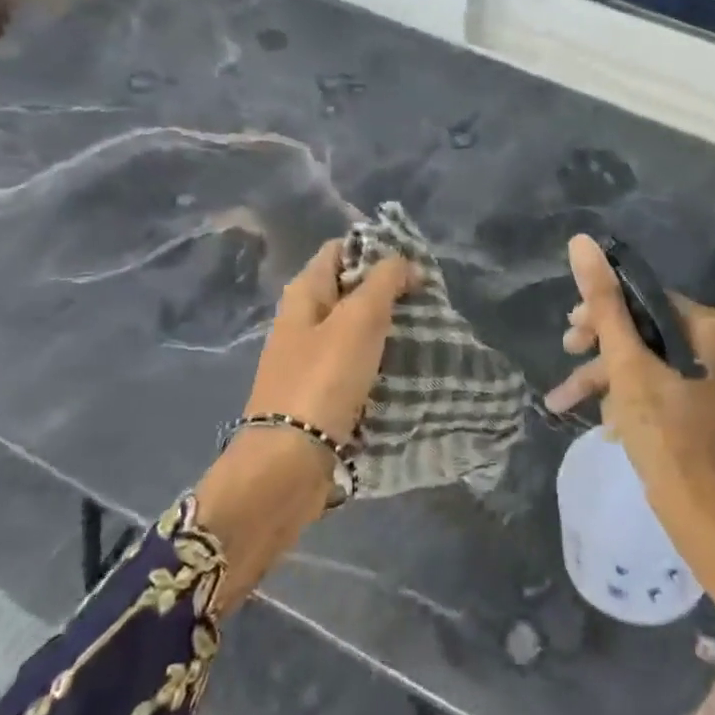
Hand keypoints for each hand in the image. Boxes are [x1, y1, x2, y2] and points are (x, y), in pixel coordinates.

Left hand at [244, 238, 419, 444]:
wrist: (288, 464)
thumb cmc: (323, 379)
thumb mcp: (359, 318)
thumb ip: (385, 281)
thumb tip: (406, 262)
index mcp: (303, 293)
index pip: (339, 250)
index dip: (374, 249)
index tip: (413, 264)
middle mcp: (301, 320)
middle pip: (348, 289)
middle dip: (386, 290)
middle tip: (426, 299)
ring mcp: (308, 358)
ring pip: (353, 328)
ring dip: (385, 327)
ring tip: (423, 331)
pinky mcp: (318, 393)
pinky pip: (353, 363)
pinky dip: (377, 360)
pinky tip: (403, 367)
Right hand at [544, 234, 714, 614]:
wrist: (702, 518)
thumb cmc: (665, 434)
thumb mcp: (627, 365)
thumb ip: (604, 304)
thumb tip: (581, 242)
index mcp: (712, 329)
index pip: (647, 300)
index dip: (604, 311)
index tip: (571, 330)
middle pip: (645, 330)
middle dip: (601, 349)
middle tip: (567, 352)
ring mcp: (714, 381)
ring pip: (647, 363)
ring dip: (605, 380)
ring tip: (561, 401)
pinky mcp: (703, 409)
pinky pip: (658, 388)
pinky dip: (627, 400)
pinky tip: (602, 424)